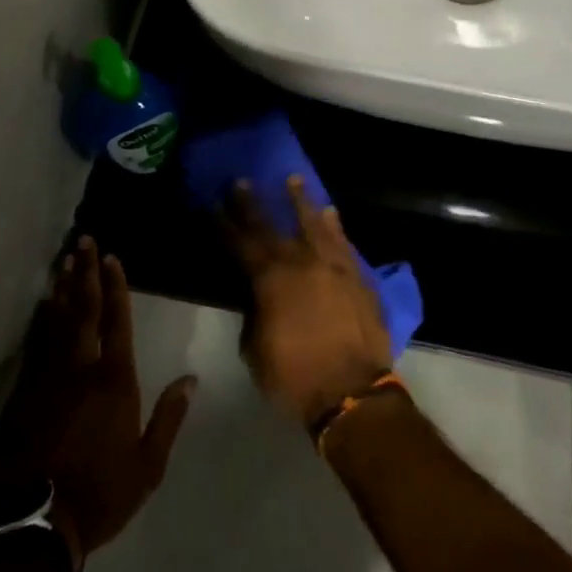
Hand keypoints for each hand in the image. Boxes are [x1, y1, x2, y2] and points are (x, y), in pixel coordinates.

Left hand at [0, 239, 196, 565]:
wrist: (34, 526)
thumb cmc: (100, 494)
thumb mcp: (148, 465)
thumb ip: (169, 418)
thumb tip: (190, 379)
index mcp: (115, 381)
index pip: (116, 321)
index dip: (116, 287)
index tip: (112, 257)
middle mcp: (81, 369)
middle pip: (84, 310)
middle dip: (86, 273)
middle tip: (84, 241)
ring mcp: (47, 378)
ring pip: (56, 321)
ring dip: (63, 288)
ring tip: (65, 260)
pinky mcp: (22, 393)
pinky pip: (35, 345)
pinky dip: (41, 320)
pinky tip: (43, 305)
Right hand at [223, 177, 394, 426]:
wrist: (353, 392)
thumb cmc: (295, 378)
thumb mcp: (256, 351)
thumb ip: (254, 315)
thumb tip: (258, 297)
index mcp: (269, 280)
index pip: (241, 244)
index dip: (225, 224)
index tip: (215, 204)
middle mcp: (299, 262)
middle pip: (271, 226)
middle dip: (253, 204)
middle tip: (242, 181)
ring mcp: (331, 265)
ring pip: (312, 224)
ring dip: (300, 201)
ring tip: (292, 179)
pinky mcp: (356, 275)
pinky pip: (342, 242)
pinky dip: (334, 225)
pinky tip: (329, 212)